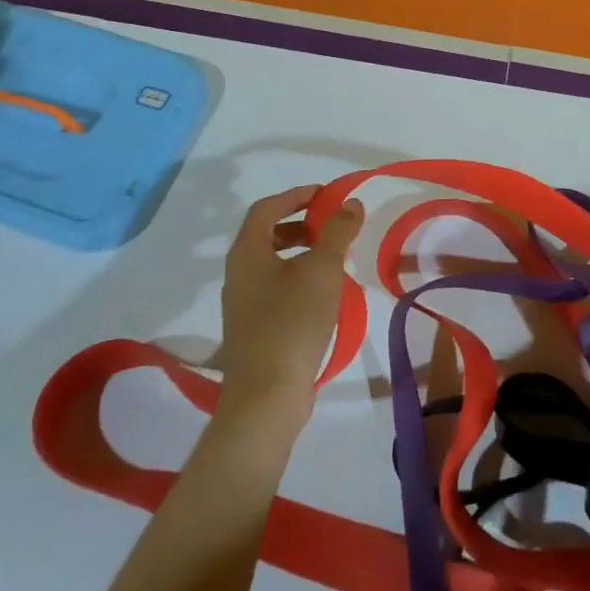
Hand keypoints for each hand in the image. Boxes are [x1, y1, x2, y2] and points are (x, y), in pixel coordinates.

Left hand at [214, 185, 363, 442]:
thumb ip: (338, 231)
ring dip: (300, 251)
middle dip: (299, 223)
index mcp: (247, 252)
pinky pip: (273, 287)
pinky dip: (297, 277)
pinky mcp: (252, 328)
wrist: (267, 395)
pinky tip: (323, 293)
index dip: (295, 195)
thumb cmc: (293, 321)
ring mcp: (242, 303)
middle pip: (265, 234)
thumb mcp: (323, 269)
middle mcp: (238, 273)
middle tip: (331, 225)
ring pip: (270, 263)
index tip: (325, 195)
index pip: (267, 208)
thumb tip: (351, 203)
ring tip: (333, 258)